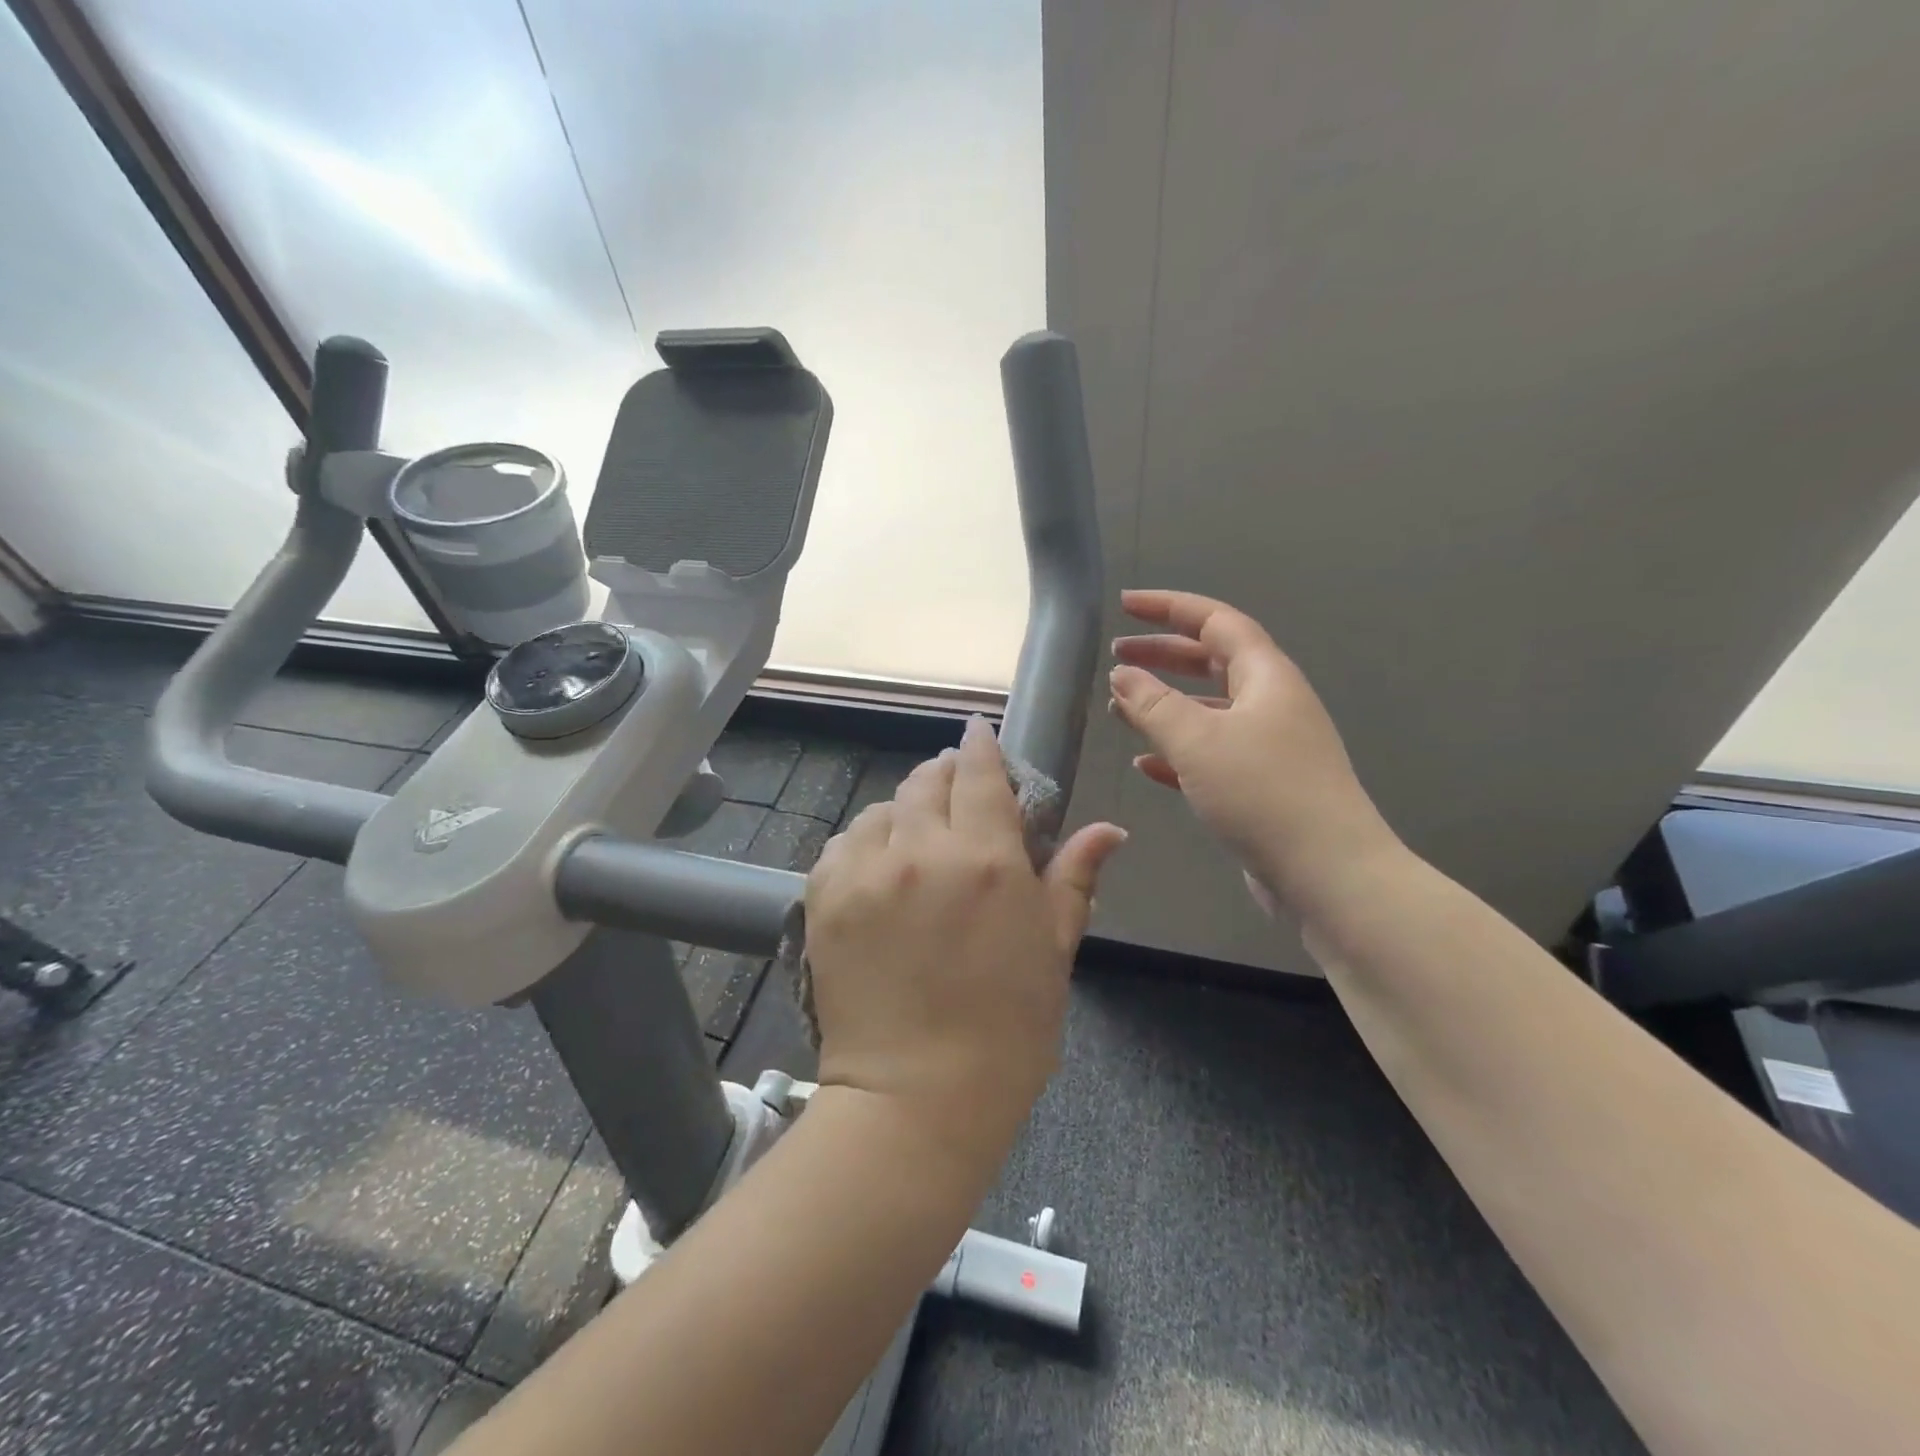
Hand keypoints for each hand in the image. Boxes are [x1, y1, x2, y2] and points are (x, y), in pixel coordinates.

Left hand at [804, 718, 1126, 1168]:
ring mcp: (867, 871)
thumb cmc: (1006, 1032)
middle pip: (928, 780)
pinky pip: (844, 843)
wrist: (915, 1098)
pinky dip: (865, 842)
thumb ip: (1074, 878)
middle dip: (945, 774)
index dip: (980, 746)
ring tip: (917, 835)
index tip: (978, 733)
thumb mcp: (1052, 952)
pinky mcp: (824, 896)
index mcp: (988, 860)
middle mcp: (923, 850)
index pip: (980, 773)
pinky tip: (879, 865)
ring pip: (884, 808)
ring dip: (905, 811)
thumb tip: (1109, 830)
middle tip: (955, 789)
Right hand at [1109, 589, 1396, 909]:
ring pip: (1208, 711)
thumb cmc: (1262, 793)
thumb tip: (1122, 675)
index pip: (1215, 621)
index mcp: (1266, 677)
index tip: (1124, 606)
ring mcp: (1269, 747)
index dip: (1168, 607)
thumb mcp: (1198, 741)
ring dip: (1164, 706)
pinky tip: (1145, 763)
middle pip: (1211, 663)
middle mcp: (1271, 704)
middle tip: (1116, 658)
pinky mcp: (1261, 787)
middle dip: (1162, 655)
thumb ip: (1153, 703)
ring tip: (1119, 709)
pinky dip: (1177, 752)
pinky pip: (1211, 755)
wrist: (1329, 875)